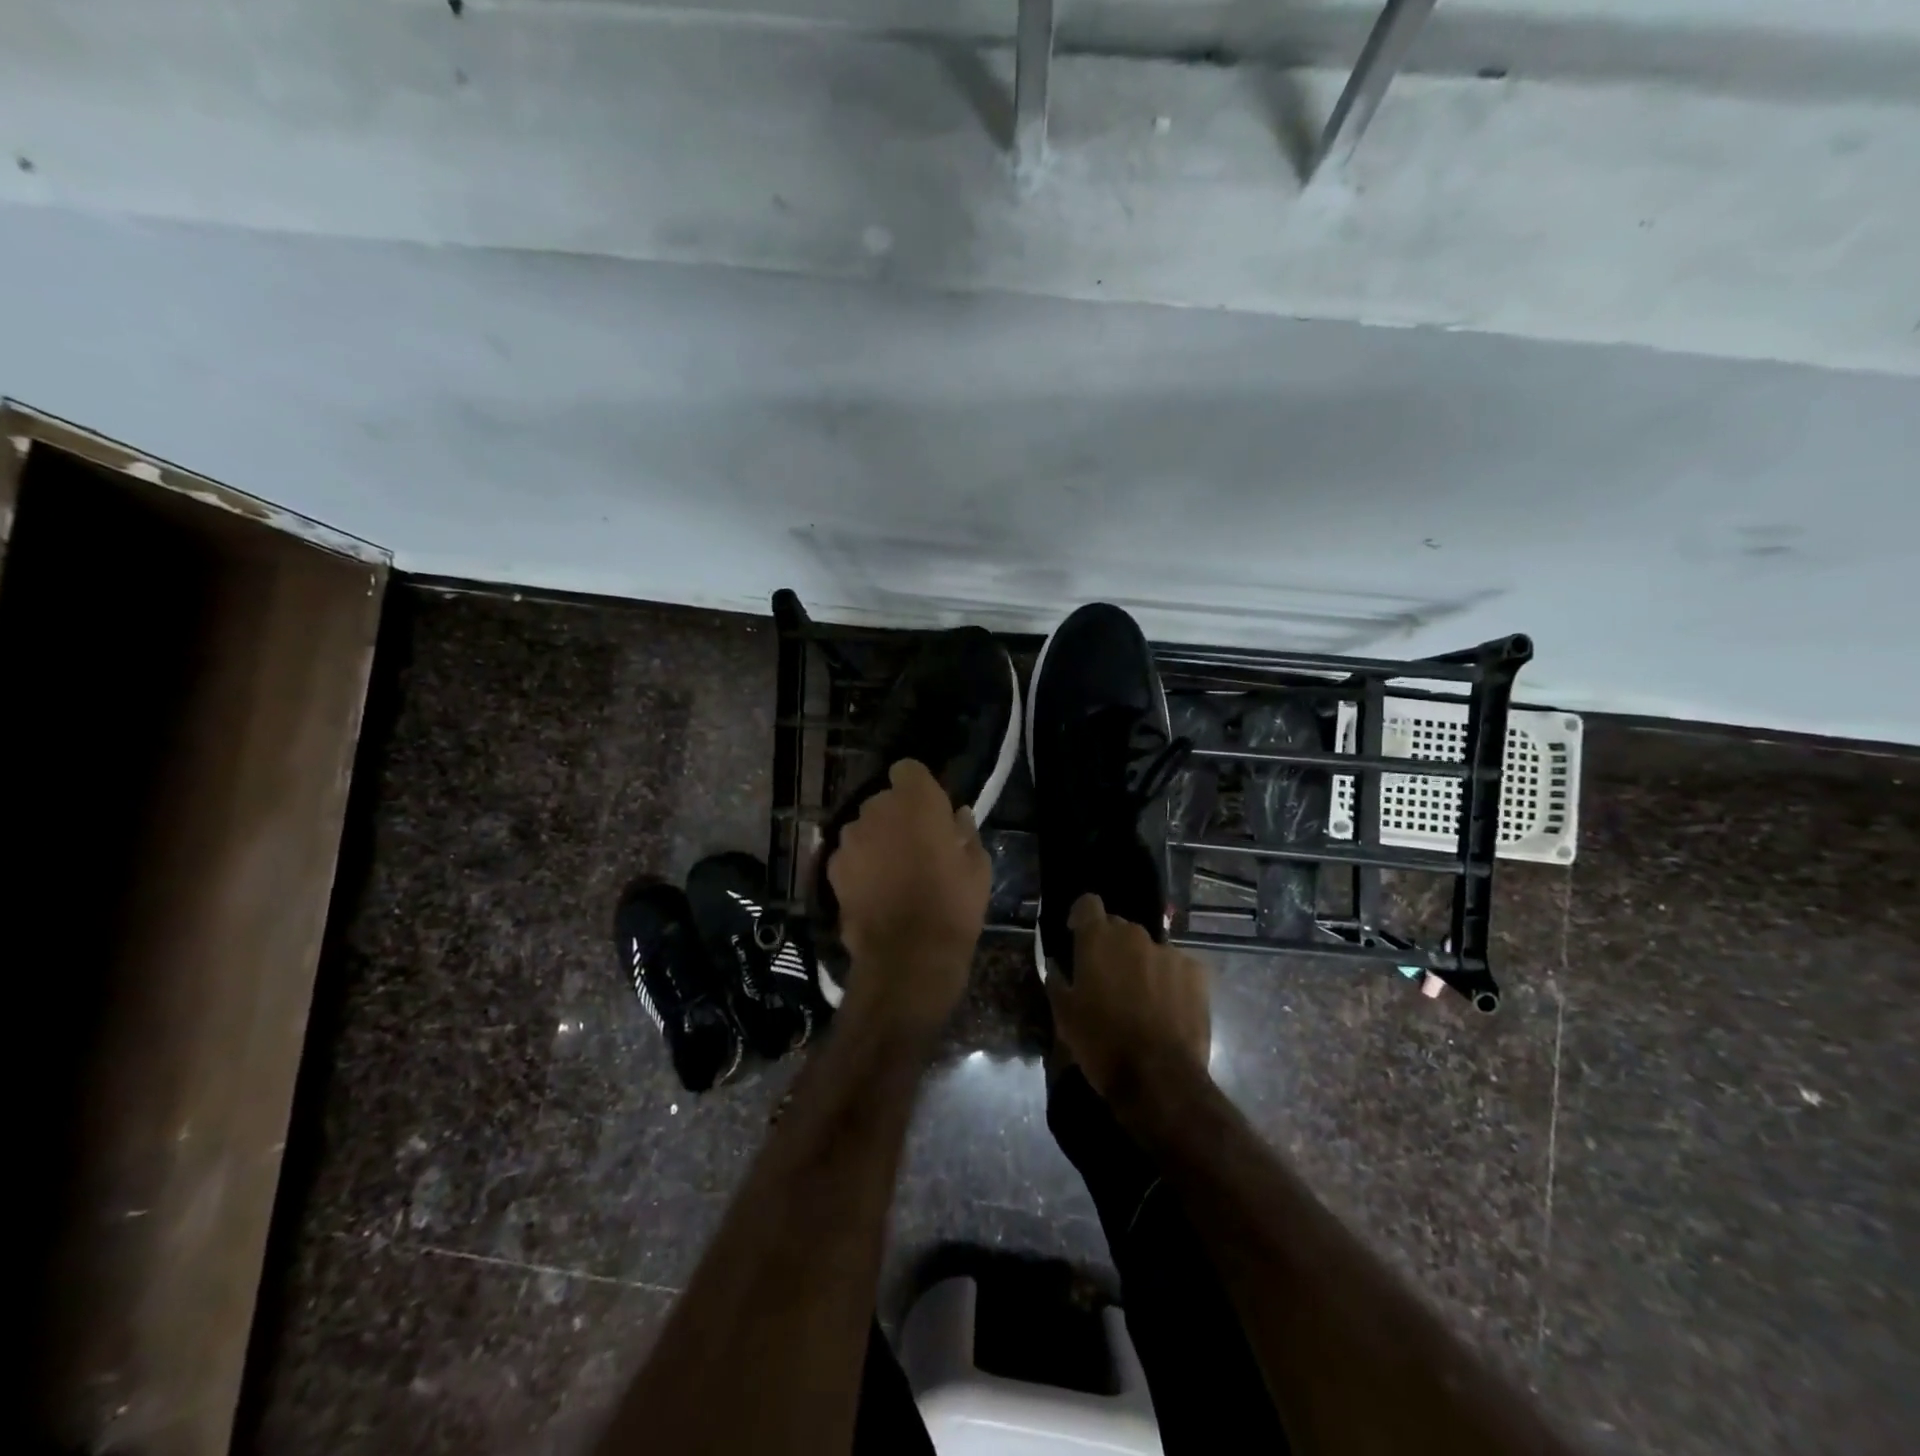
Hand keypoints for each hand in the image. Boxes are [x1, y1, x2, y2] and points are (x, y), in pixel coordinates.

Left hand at [827, 759, 990, 1036]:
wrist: (908, 957)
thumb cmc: (953, 906)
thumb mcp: (977, 867)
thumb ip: (964, 831)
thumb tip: (956, 816)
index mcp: (916, 801)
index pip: (907, 768)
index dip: (918, 787)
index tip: (930, 809)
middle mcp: (877, 809)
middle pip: (884, 800)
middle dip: (897, 815)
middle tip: (916, 845)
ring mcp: (850, 838)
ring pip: (864, 826)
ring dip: (877, 839)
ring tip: (893, 871)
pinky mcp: (833, 867)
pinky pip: (849, 854)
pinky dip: (860, 864)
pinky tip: (874, 890)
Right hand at [1046, 894, 1210, 1109]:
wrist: (1158, 1077)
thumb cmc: (1101, 1043)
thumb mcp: (1063, 1015)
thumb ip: (1058, 980)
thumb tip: (1058, 966)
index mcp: (1098, 939)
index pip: (1088, 903)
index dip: (1082, 917)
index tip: (1078, 937)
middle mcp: (1134, 935)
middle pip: (1119, 927)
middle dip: (1111, 946)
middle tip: (1108, 978)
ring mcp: (1169, 952)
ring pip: (1148, 949)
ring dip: (1141, 964)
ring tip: (1141, 999)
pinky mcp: (1196, 972)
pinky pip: (1176, 967)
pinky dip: (1169, 980)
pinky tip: (1168, 1008)